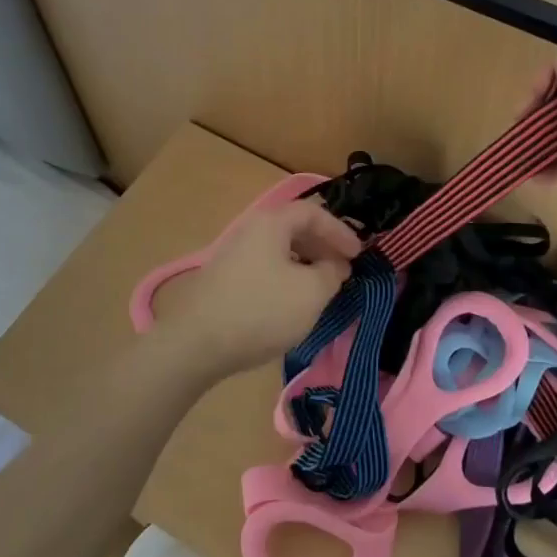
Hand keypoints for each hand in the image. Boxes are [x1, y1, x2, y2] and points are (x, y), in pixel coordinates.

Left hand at [152, 199, 361, 382]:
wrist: (197, 343)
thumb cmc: (261, 310)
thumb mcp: (311, 293)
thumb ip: (332, 273)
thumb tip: (335, 265)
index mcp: (272, 223)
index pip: (314, 212)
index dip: (340, 231)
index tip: (358, 254)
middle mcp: (250, 230)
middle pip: (294, 228)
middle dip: (323, 246)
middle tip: (343, 269)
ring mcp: (234, 254)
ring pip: (279, 250)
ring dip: (306, 263)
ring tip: (322, 287)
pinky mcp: (225, 279)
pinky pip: (265, 267)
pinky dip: (287, 276)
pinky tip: (292, 302)